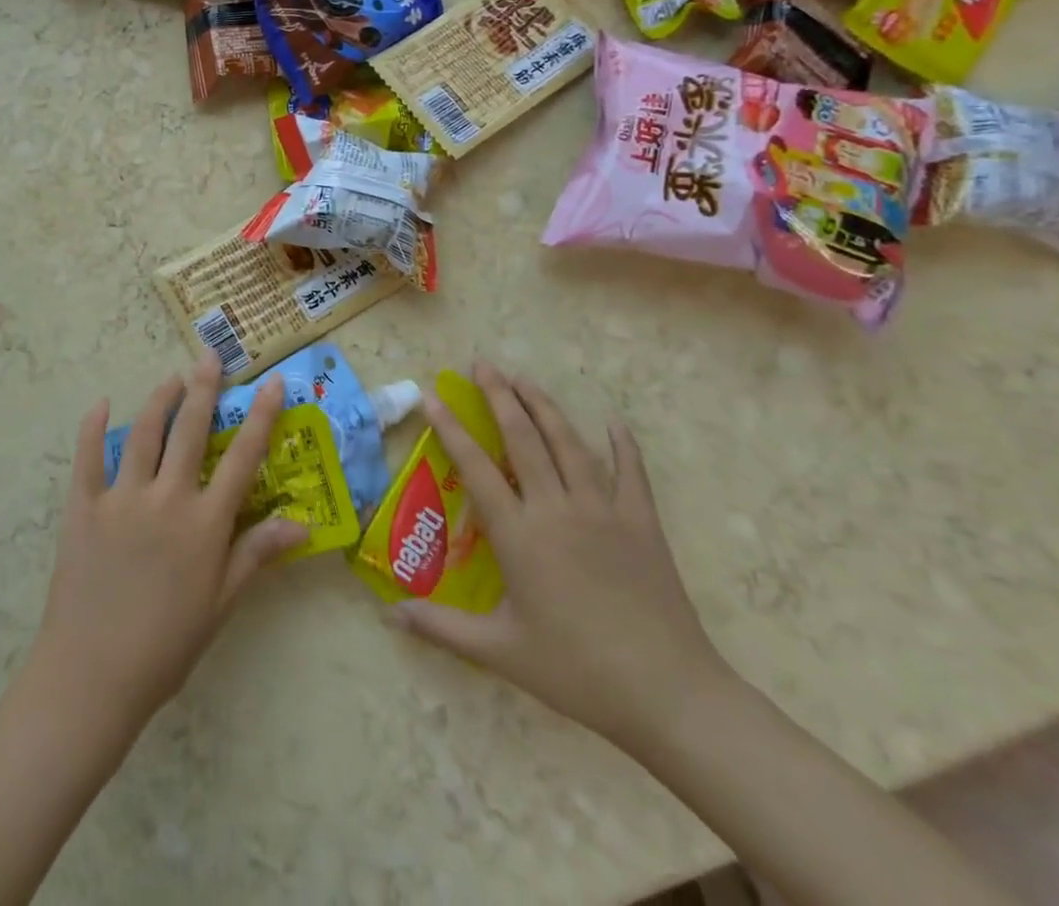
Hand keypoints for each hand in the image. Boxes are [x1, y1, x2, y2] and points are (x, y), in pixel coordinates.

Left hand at [25, 352, 307, 740]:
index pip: (242, 458)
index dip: (262, 416)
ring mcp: (122, 498)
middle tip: (209, 356)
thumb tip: (302, 524)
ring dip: (159, 400)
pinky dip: (92, 428)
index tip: (272, 382)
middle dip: (204, 388)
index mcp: (205, 523)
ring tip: (171, 378)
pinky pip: (87, 458)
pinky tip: (99, 405)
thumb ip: (257, 554)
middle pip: (190, 430)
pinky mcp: (83, 507)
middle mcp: (167, 498)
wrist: (92, 675)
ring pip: (144, 434)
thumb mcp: (221, 603)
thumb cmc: (167, 645)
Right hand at [389, 363, 731, 749]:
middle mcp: (556, 509)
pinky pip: (631, 473)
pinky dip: (622, 444)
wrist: (668, 694)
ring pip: (569, 443)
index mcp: (519, 534)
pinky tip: (614, 422)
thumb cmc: (577, 671)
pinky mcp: (642, 523)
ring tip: (524, 379)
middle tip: (482, 364)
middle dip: (500, 396)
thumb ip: (442, 628)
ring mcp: (603, 511)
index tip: (433, 396)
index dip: (451, 428)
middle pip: (523, 438)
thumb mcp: (500, 651)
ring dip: (544, 406)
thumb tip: (390, 614)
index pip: (475, 467)